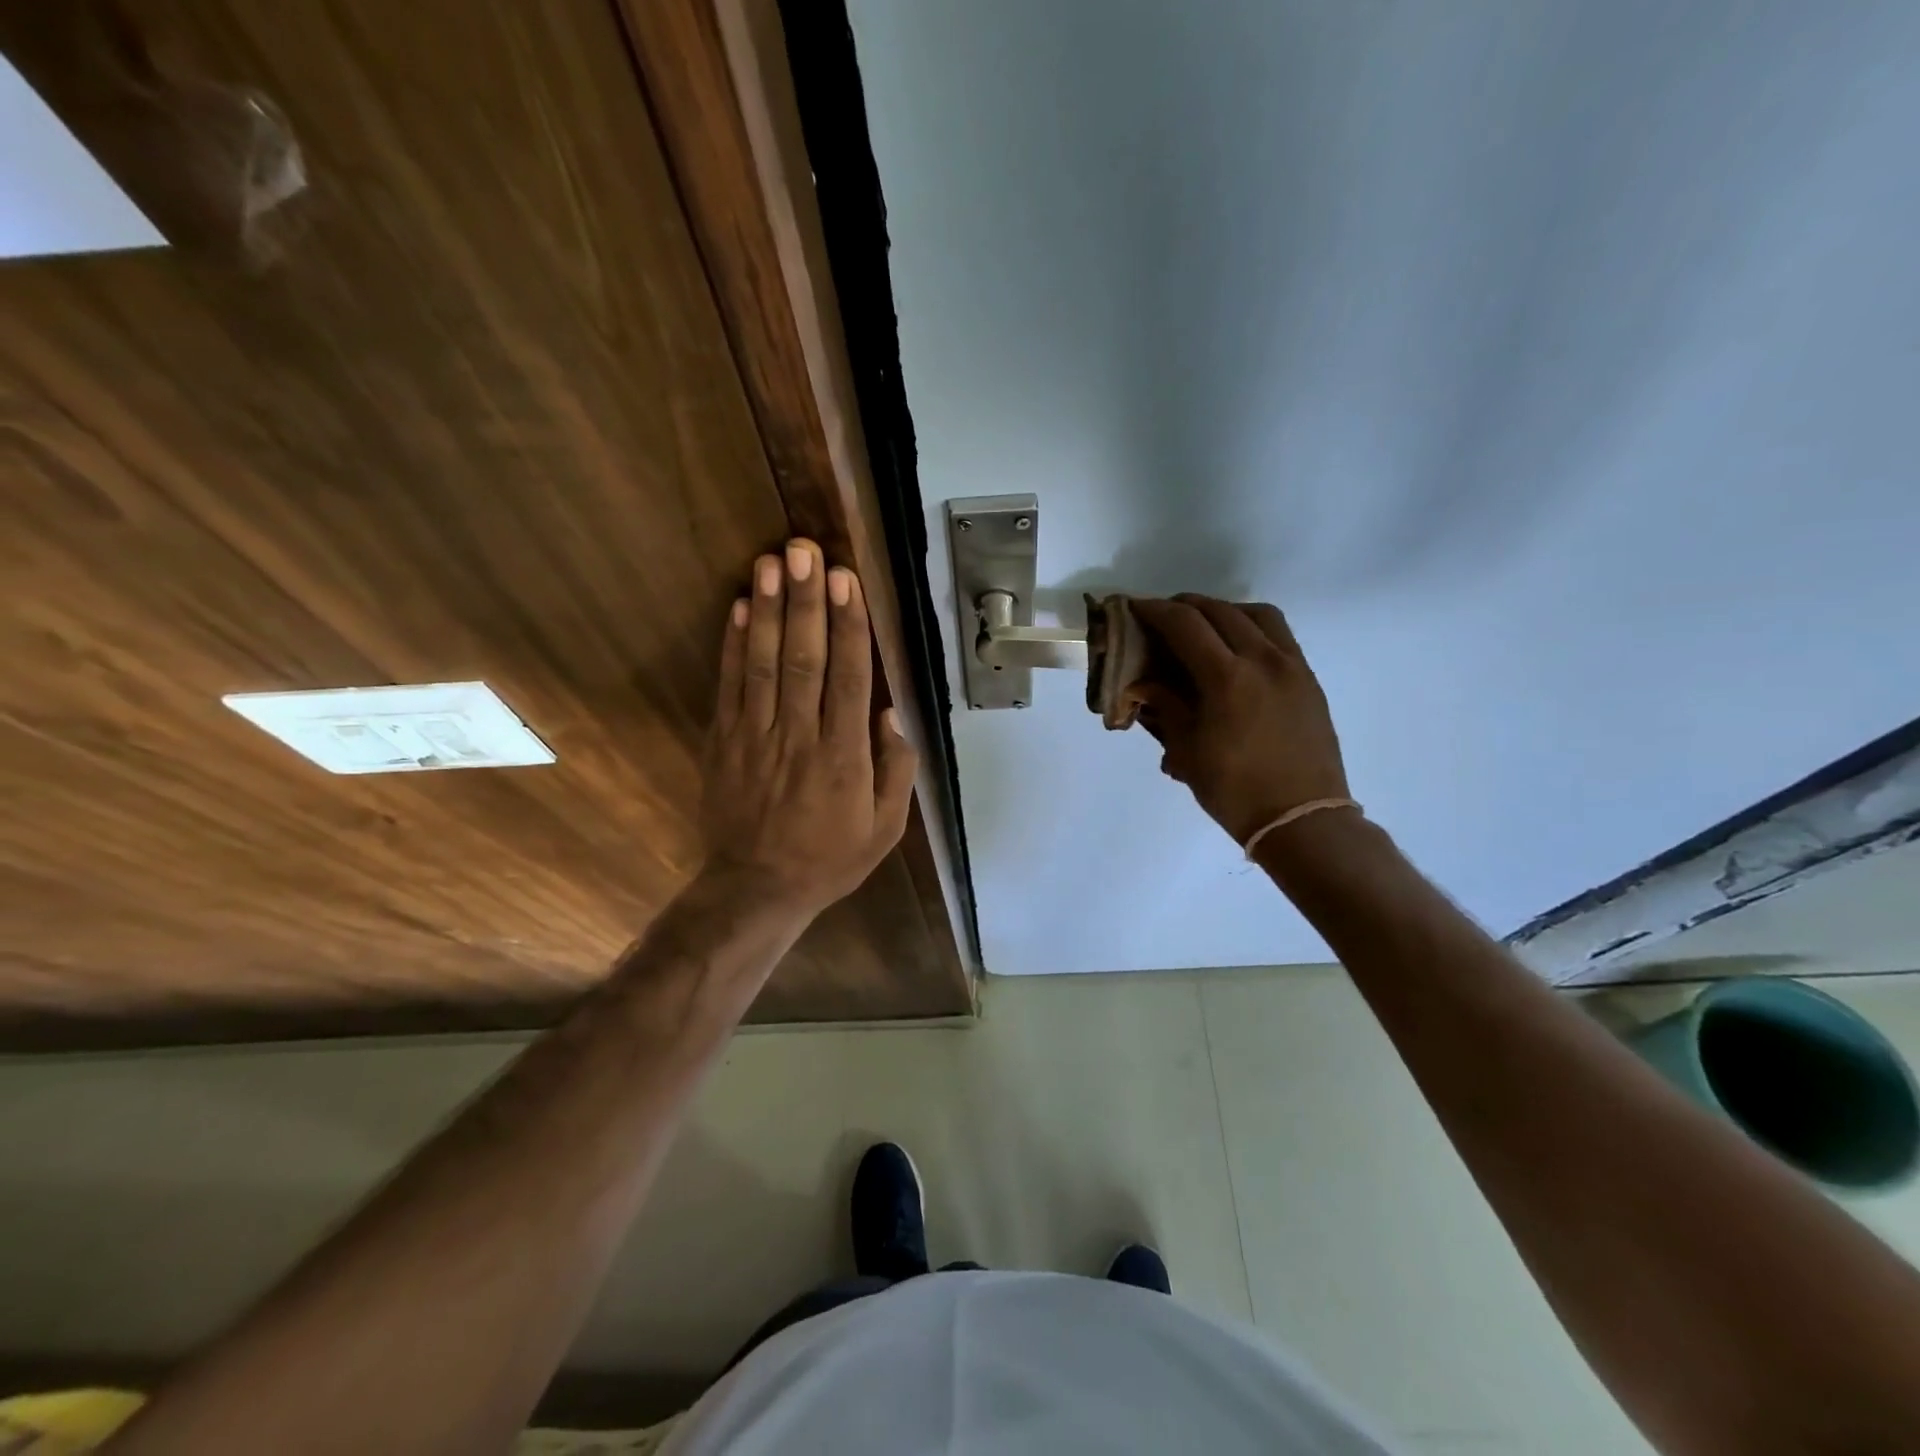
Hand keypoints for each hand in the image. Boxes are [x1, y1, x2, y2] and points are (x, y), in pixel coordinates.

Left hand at [698, 540, 917, 921]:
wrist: (756, 888)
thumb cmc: (829, 858)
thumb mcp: (884, 829)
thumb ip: (895, 772)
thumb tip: (893, 715)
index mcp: (843, 758)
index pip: (848, 679)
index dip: (847, 627)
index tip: (846, 581)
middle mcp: (799, 738)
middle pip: (803, 659)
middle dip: (805, 602)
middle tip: (806, 551)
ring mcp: (755, 737)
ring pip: (763, 664)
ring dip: (767, 610)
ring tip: (771, 563)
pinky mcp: (723, 742)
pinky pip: (729, 687)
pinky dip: (732, 645)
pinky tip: (738, 608)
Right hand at [1127, 595, 1350, 846]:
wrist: (1302, 819)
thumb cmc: (1235, 791)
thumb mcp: (1188, 751)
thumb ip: (1166, 706)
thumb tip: (1144, 683)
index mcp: (1227, 678)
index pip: (1184, 624)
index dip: (1154, 610)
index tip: (1133, 608)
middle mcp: (1262, 660)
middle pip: (1219, 611)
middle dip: (1185, 606)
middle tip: (1161, 617)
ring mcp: (1292, 666)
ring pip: (1256, 614)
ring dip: (1223, 610)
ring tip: (1203, 627)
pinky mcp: (1308, 679)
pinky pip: (1279, 635)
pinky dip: (1251, 627)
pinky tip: (1236, 649)